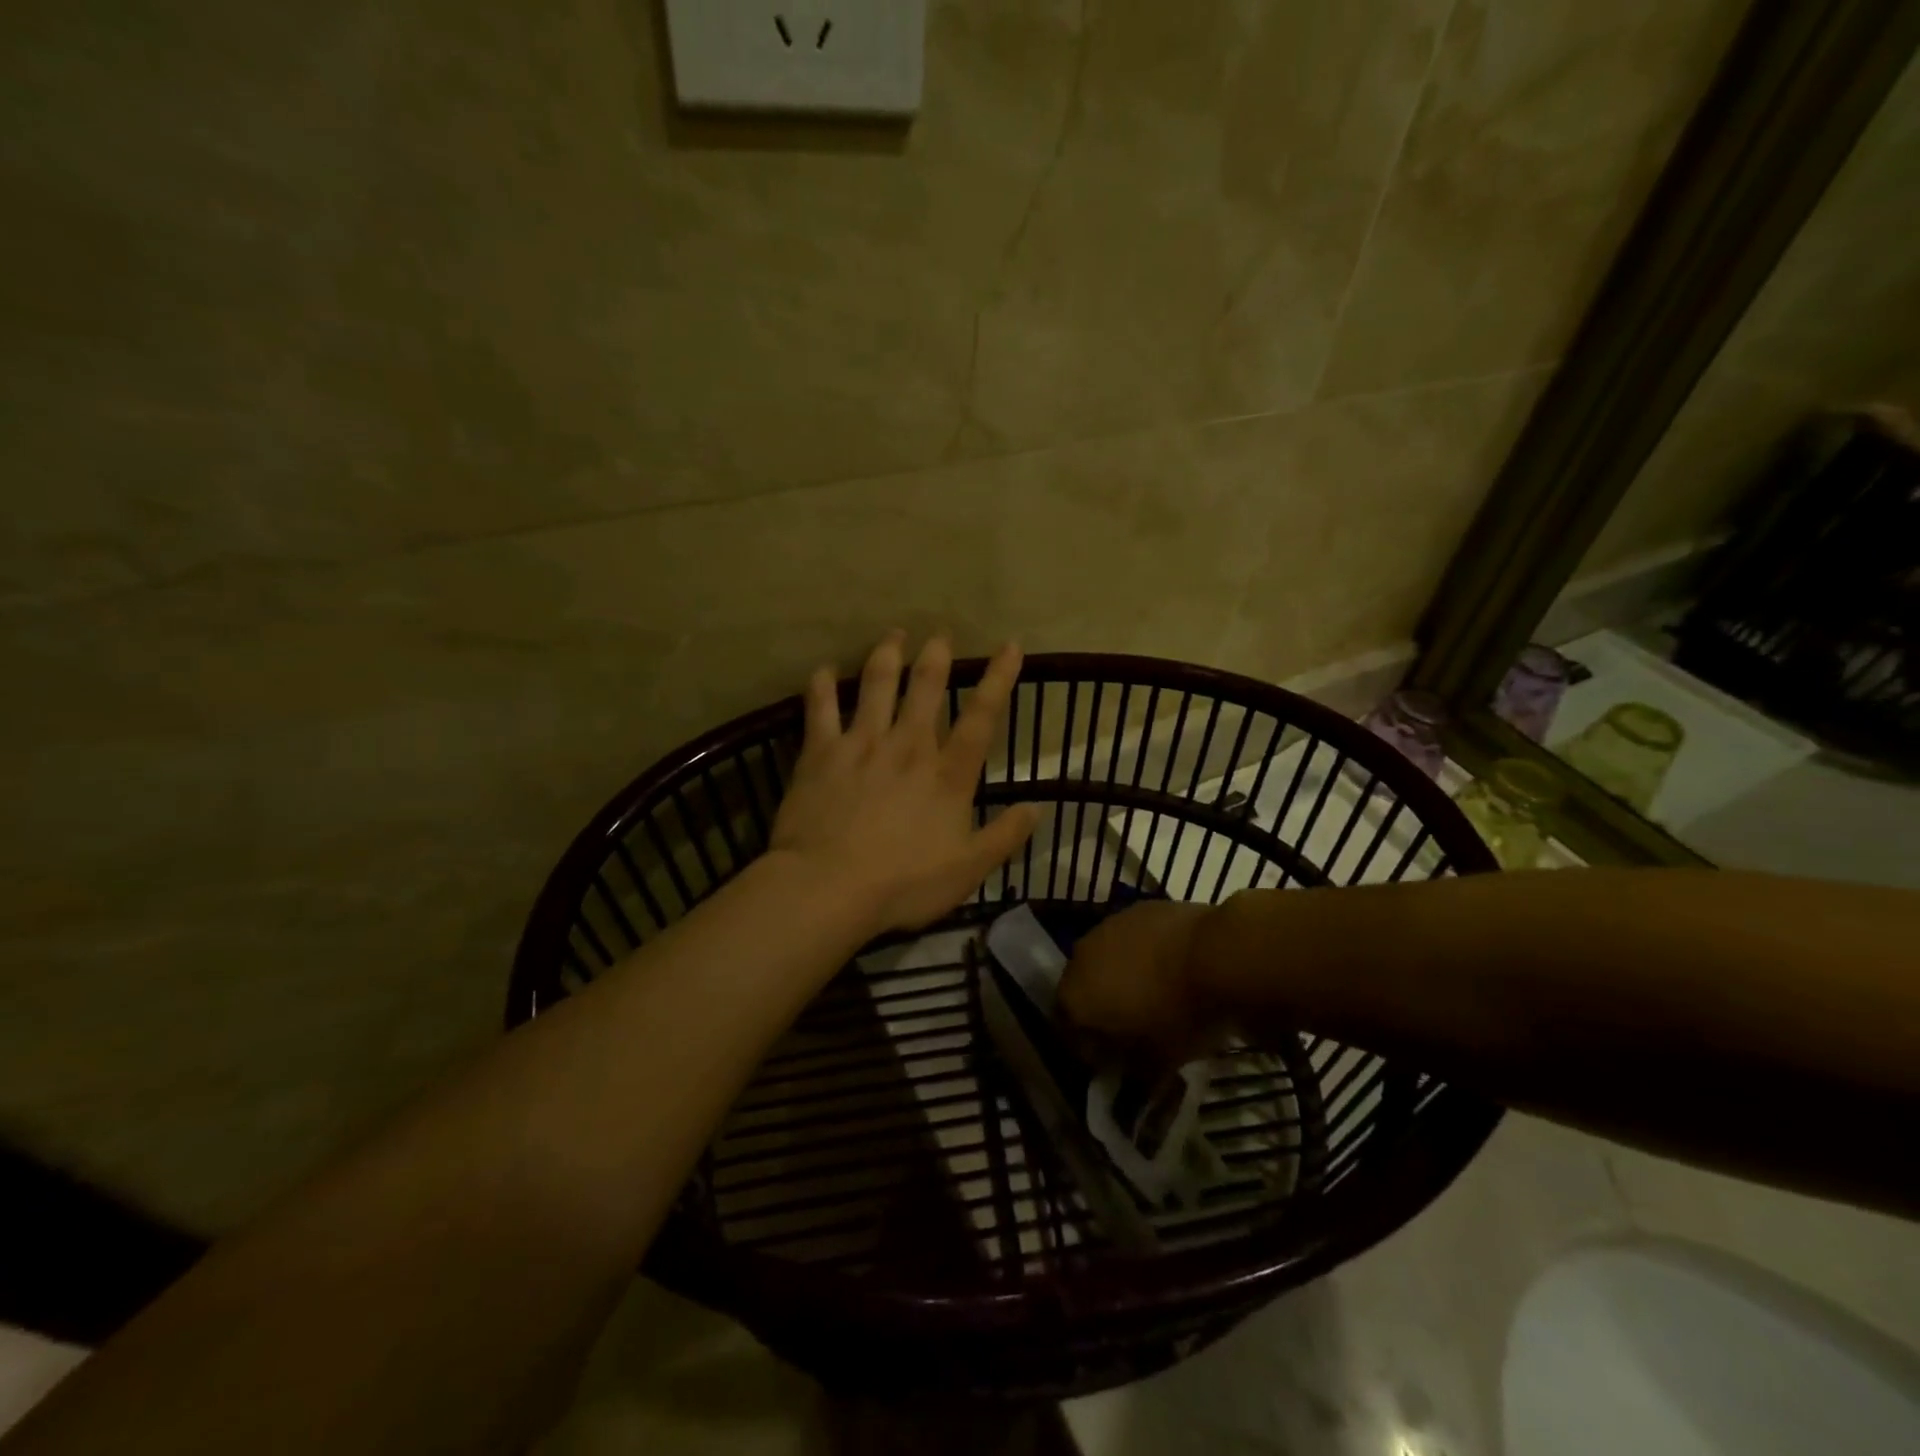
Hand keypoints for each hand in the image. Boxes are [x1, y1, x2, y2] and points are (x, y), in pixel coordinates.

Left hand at [768, 632, 1040, 935]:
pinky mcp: (821, 752)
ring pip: (876, 684)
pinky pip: (820, 708)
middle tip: (940, 634)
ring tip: (894, 634)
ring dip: (887, 655)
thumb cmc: (904, 883)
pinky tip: (822, 670)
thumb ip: (1004, 836)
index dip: (1000, 678)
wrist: (829, 887)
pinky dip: (821, 686)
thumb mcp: (968, 869)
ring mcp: (862, 744)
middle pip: (926, 687)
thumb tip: (1038, 808)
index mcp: (947, 774)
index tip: (1010, 645)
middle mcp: (908, 746)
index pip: (982, 717)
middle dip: (936, 656)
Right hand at [1057, 899, 1222, 1069]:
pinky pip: (1129, 938)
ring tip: (1152, 992)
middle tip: (1130, 1025)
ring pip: (1104, 958)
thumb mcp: (1159, 1060)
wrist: (1218, 954)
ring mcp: (1107, 927)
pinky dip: (1140, 952)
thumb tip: (1129, 1068)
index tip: (1113, 1060)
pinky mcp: (1136, 908)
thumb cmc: (1183, 1015)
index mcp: (1076, 999)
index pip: (1067, 1031)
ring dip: (1118, 976)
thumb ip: (1134, 1068)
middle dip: (1100, 1007)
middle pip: (1081, 989)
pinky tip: (1168, 964)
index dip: (1089, 1048)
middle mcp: (1080, 958)